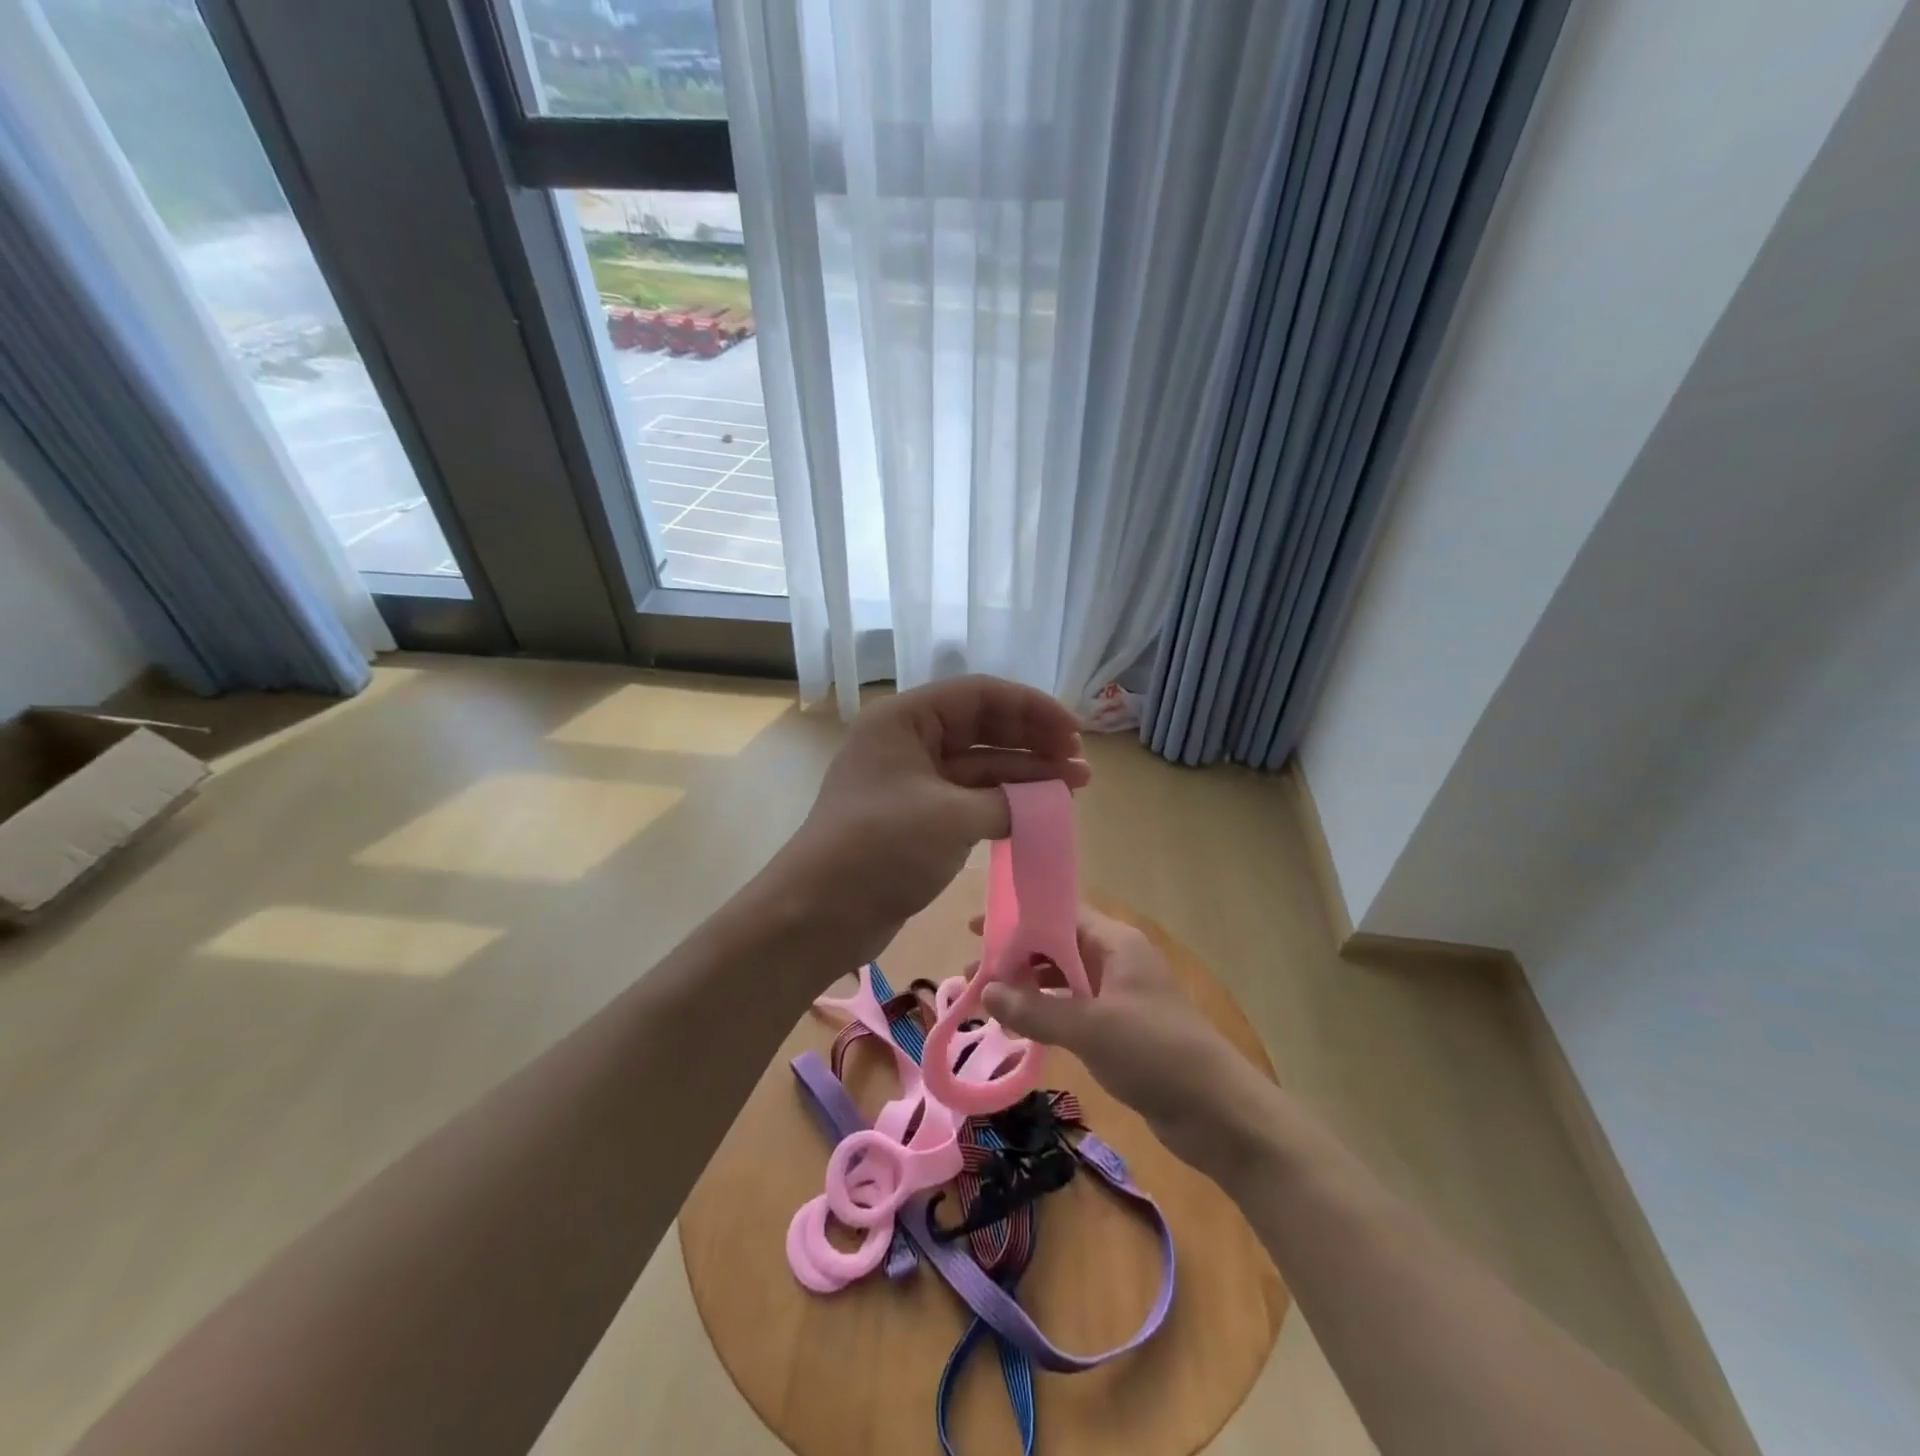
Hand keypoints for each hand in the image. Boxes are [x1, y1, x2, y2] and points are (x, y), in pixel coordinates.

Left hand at [777, 676, 1089, 964]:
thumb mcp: (951, 817)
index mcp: (905, 720)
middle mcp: (909, 742)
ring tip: (1075, 788)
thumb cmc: (881, 849)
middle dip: (1034, 743)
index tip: (1074, 733)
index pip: (979, 695)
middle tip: (1079, 765)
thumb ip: (1007, 801)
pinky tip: (1040, 812)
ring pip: (980, 766)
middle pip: (983, 727)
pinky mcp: (919, 818)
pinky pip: (970, 798)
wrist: (820, 914)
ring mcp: (913, 782)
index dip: (1032, 708)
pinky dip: (1004, 803)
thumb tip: (1047, 801)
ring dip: (1026, 775)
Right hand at [980, 908, 1272, 1174]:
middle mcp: (1116, 960)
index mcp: (1116, 943)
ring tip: (987, 1003)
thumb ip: (1035, 1009)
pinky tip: (1019, 1030)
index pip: (1060, 913)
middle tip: (973, 974)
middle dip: (1016, 958)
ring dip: (1028, 989)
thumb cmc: (1155, 1053)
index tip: (977, 929)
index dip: (1019, 919)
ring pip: (1063, 980)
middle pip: (1057, 946)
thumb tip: (985, 991)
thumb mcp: (1089, 1028)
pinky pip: (1073, 1010)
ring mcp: (1119, 995)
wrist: (1217, 1112)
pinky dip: (1046, 1014)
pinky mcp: (1119, 1029)